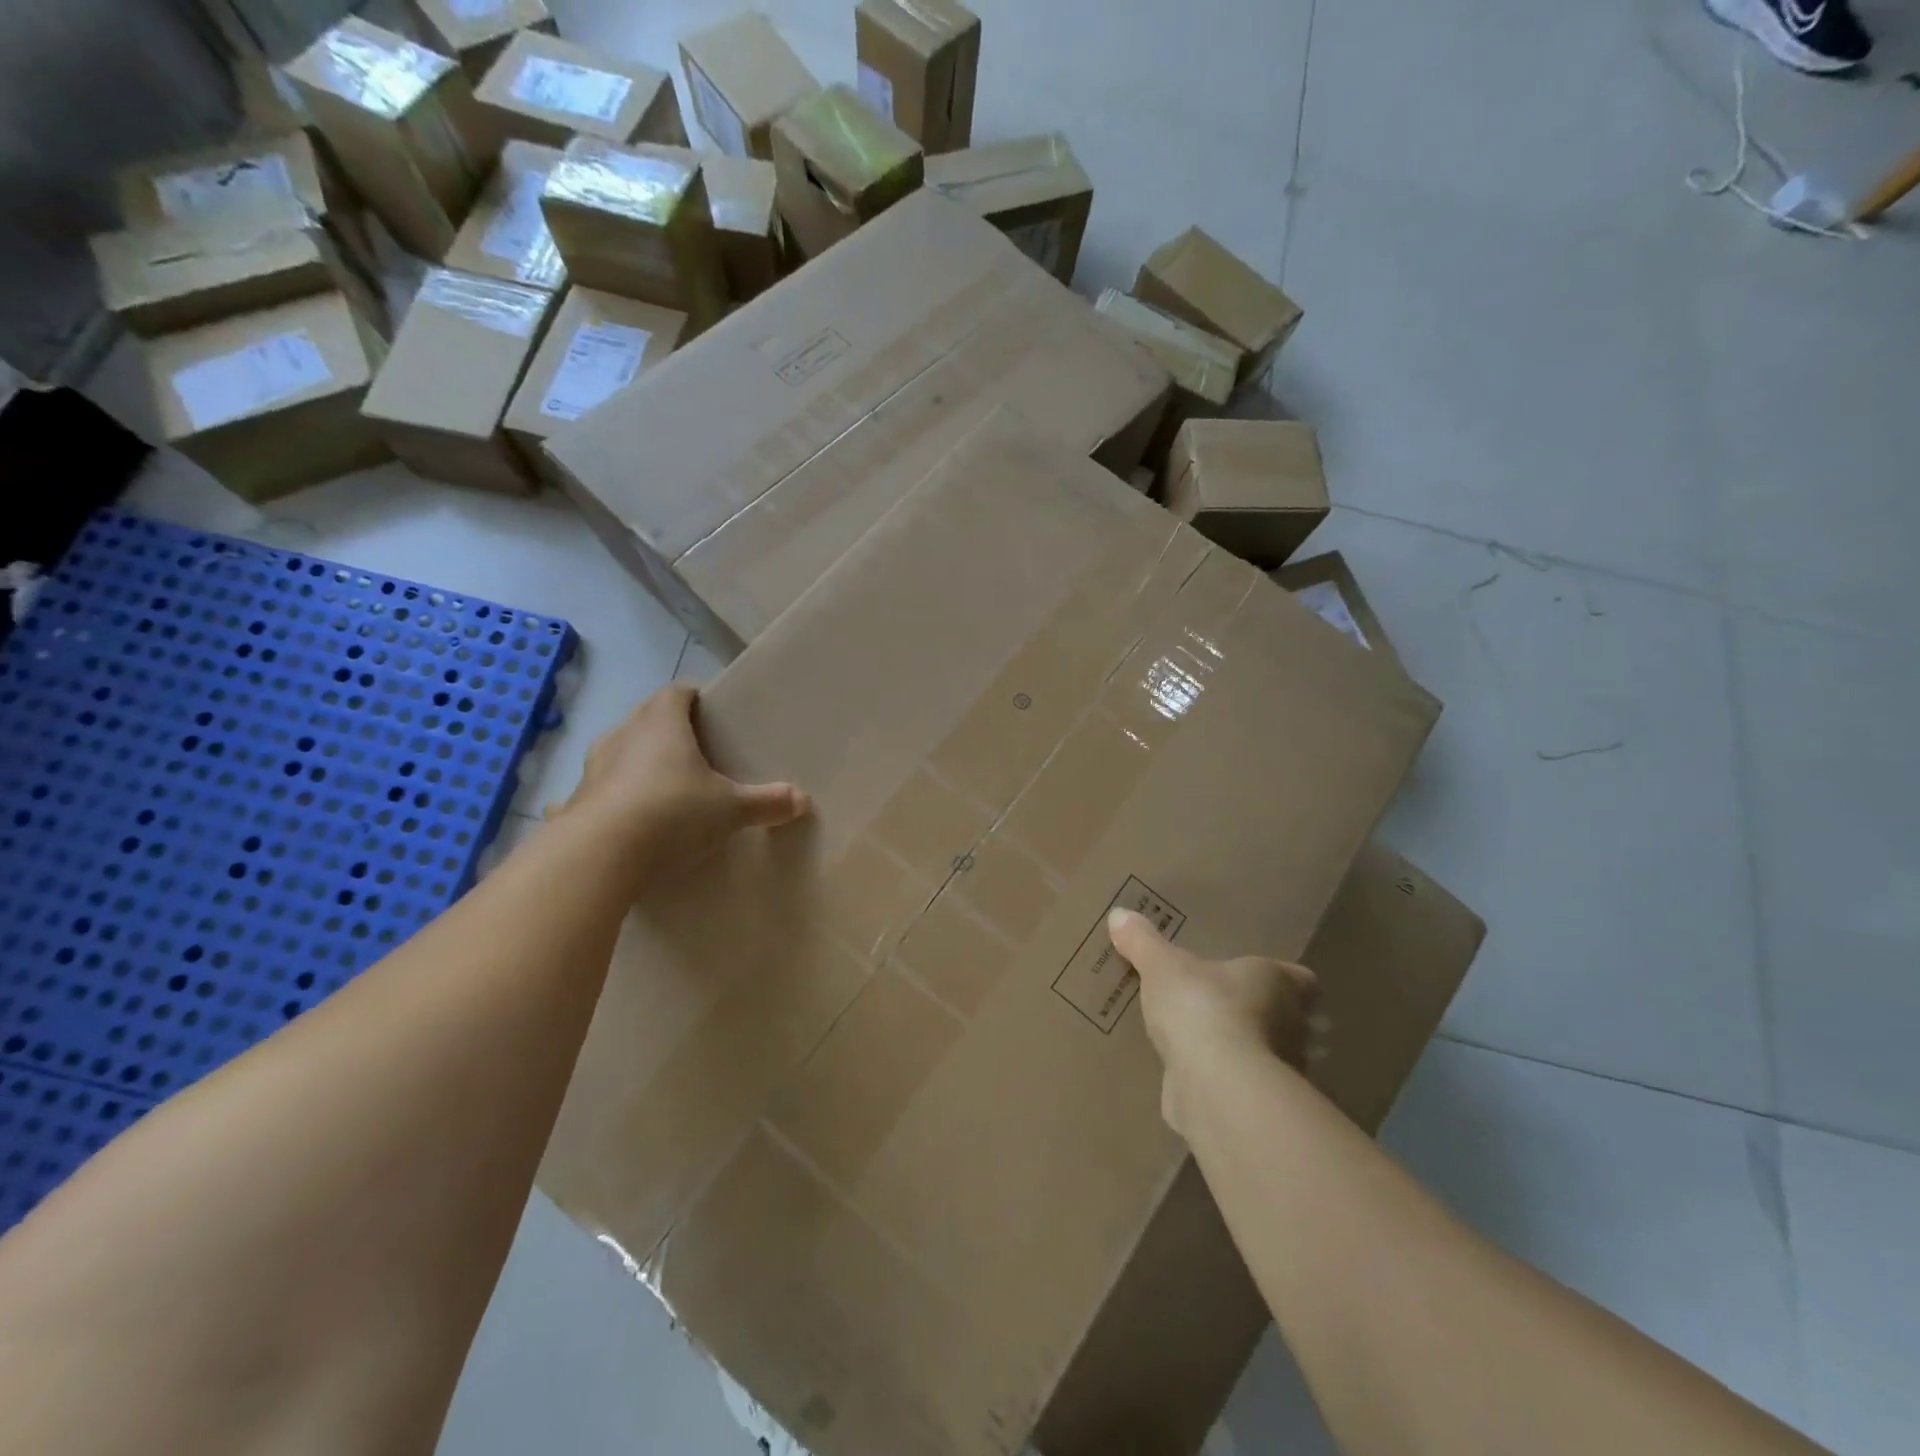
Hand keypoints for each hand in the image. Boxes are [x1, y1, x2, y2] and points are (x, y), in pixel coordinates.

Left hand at [549, 685, 809, 874]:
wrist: (601, 855)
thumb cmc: (673, 812)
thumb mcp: (730, 809)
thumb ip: (766, 802)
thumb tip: (803, 800)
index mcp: (662, 722)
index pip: (678, 692)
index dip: (695, 698)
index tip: (711, 714)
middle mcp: (623, 735)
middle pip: (647, 719)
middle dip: (668, 730)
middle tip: (696, 752)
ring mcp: (593, 768)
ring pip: (619, 752)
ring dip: (637, 762)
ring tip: (662, 785)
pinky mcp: (575, 802)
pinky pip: (597, 791)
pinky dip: (610, 798)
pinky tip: (621, 819)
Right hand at [1109, 909, 1323, 1135]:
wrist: (1216, 1084)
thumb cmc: (1201, 1008)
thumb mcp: (1161, 966)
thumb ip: (1142, 942)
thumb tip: (1119, 914)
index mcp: (1278, 982)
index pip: (1302, 979)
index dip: (1284, 979)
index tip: (1260, 980)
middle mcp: (1292, 1026)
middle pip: (1287, 1019)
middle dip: (1261, 1017)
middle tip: (1223, 1009)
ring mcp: (1281, 1072)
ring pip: (1268, 1057)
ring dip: (1244, 1053)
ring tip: (1206, 1047)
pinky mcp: (1260, 1107)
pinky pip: (1243, 1090)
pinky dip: (1226, 1085)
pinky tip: (1196, 1080)